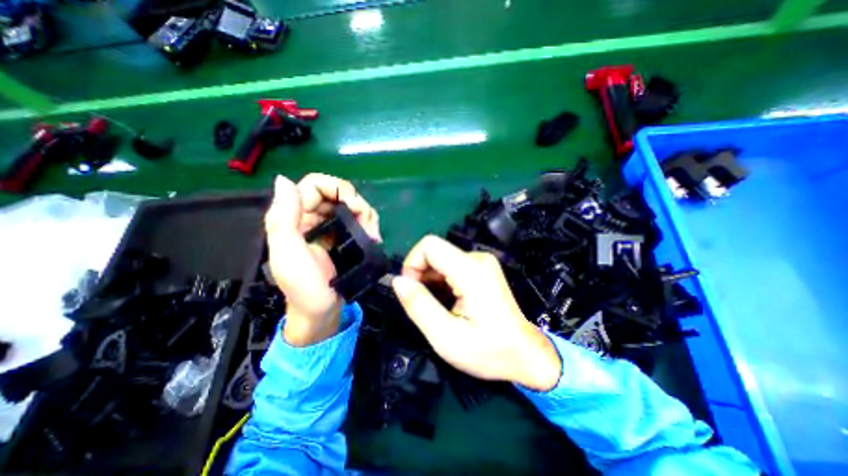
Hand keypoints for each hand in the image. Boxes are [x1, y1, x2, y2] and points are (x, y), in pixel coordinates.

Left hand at [268, 174, 381, 344]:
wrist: (322, 313)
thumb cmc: (306, 288)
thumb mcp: (290, 255)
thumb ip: (283, 219)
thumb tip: (284, 180)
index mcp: (292, 218)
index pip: (315, 185)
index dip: (337, 188)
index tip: (354, 207)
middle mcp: (309, 217)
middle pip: (337, 193)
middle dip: (356, 205)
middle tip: (368, 225)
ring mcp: (327, 227)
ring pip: (350, 205)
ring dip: (365, 216)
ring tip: (373, 236)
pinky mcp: (340, 236)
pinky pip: (356, 219)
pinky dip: (367, 224)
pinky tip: (372, 237)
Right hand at [390, 237, 560, 390]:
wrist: (525, 355)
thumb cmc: (488, 351)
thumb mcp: (446, 337)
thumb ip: (418, 305)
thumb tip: (397, 280)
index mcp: (471, 271)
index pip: (429, 245)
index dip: (412, 263)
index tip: (411, 289)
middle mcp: (477, 258)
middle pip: (435, 251)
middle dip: (421, 274)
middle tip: (424, 304)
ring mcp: (482, 262)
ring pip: (441, 259)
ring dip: (431, 280)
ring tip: (438, 306)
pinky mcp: (482, 268)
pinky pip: (452, 265)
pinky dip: (442, 280)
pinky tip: (448, 301)